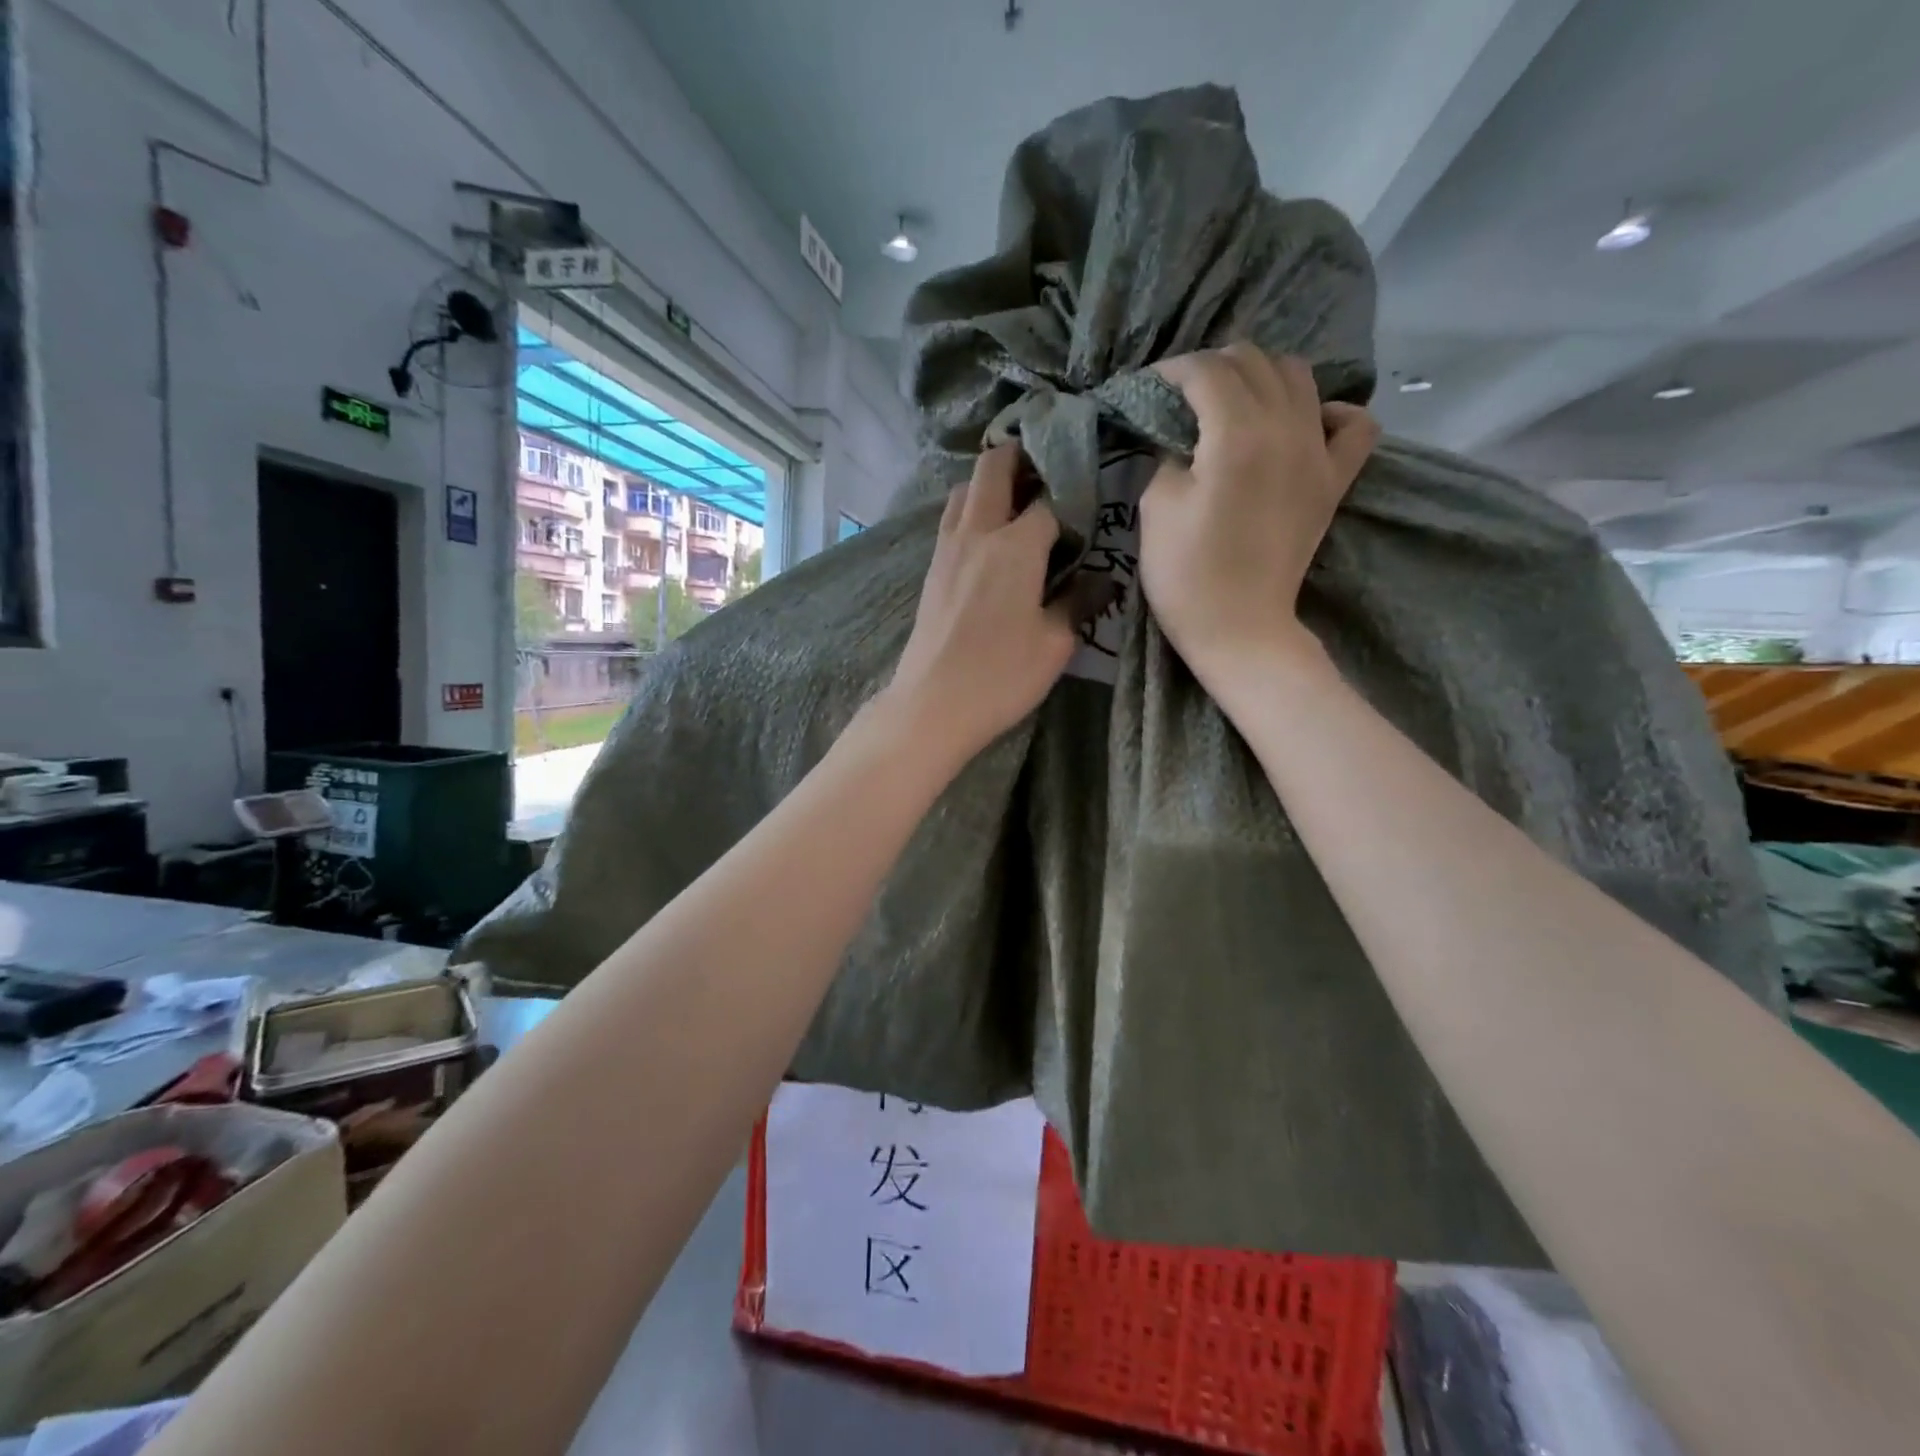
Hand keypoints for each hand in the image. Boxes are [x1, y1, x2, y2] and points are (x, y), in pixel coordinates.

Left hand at [883, 445, 1075, 763]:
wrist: (932, 704)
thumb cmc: (1001, 675)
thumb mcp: (1055, 643)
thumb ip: (1078, 602)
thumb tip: (1102, 580)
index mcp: (1016, 545)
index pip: (1050, 499)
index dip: (1072, 495)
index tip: (1089, 505)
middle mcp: (977, 533)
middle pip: (993, 468)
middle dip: (1021, 458)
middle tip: (1048, 474)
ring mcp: (947, 549)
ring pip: (964, 490)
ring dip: (990, 483)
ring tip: (1018, 504)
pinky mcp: (932, 570)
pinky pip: (952, 520)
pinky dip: (971, 511)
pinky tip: (989, 540)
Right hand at [1140, 346, 1378, 682]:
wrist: (1239, 627)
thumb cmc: (1187, 574)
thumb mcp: (1156, 506)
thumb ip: (1168, 453)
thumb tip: (1181, 434)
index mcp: (1237, 434)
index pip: (1206, 371)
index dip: (1171, 371)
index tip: (1147, 389)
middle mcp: (1286, 428)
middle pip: (1254, 362)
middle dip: (1212, 367)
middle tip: (1182, 396)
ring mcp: (1318, 453)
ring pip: (1299, 377)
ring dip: (1261, 376)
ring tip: (1232, 402)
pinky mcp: (1334, 481)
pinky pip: (1353, 425)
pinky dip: (1329, 411)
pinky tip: (1305, 423)